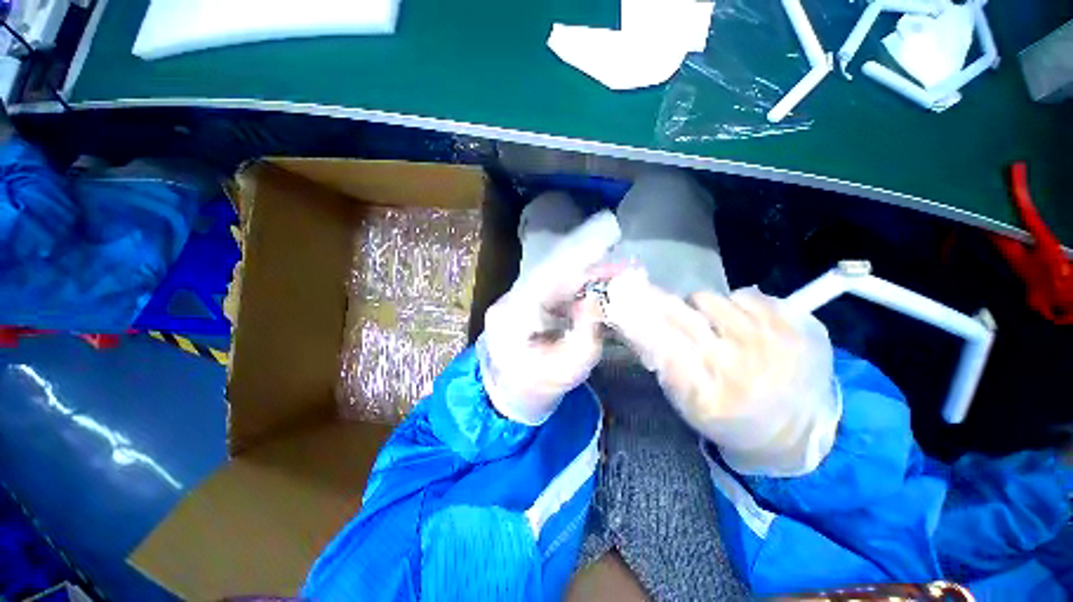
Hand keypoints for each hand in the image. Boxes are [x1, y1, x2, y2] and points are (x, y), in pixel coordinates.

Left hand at [478, 212, 620, 424]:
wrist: (513, 396)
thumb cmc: (539, 388)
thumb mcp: (568, 368)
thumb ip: (586, 331)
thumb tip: (597, 296)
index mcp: (511, 315)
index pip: (546, 276)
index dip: (577, 260)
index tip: (606, 247)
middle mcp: (511, 299)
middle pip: (553, 274)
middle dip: (590, 269)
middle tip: (623, 267)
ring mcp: (517, 299)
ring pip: (555, 279)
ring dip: (586, 276)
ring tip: (617, 275)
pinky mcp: (527, 304)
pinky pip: (555, 289)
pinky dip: (578, 287)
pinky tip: (599, 287)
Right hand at [605, 272, 840, 475]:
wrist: (800, 430)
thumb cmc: (732, 420)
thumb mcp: (690, 405)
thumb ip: (663, 367)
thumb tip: (637, 326)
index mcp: (706, 393)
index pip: (660, 343)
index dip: (638, 319)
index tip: (621, 301)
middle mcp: (735, 365)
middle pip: (681, 316)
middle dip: (658, 301)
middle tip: (646, 293)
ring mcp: (770, 342)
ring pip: (709, 299)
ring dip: (701, 308)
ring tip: (711, 325)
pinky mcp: (796, 326)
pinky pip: (746, 295)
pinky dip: (736, 306)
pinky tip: (743, 325)